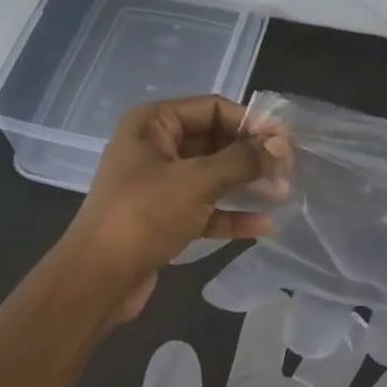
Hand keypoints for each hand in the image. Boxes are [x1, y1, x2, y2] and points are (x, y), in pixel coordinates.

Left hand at [60, 95, 273, 320]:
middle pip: (214, 141)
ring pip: (212, 176)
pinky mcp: (164, 218)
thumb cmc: (144, 215)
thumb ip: (242, 160)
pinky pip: (205, 208)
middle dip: (251, 155)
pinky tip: (263, 226)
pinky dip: (231, 214)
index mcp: (153, 123)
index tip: (286, 143)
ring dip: (246, 184)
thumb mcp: (197, 181)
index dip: (250, 122)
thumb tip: (280, 145)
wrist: (98, 278)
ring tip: (283, 194)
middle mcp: (155, 147)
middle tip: (288, 170)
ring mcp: (159, 184)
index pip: (212, 108)